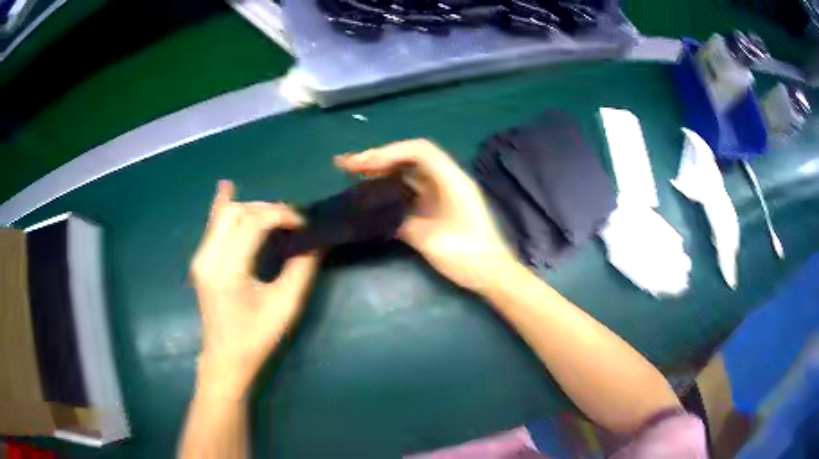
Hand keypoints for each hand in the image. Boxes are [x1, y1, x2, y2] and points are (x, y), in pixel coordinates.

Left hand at [190, 180, 317, 397]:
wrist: (225, 359)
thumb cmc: (256, 338)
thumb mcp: (285, 307)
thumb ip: (301, 269)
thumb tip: (318, 240)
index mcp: (228, 270)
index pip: (253, 223)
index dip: (281, 215)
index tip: (304, 223)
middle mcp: (209, 257)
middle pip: (238, 213)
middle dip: (268, 208)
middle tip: (292, 221)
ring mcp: (201, 258)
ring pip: (224, 215)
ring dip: (251, 207)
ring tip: (274, 213)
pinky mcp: (201, 261)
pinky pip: (213, 225)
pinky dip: (222, 205)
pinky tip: (226, 187)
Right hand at [335, 139, 516, 291]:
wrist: (492, 275)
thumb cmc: (468, 258)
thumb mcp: (432, 241)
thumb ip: (405, 222)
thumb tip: (380, 213)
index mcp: (452, 181)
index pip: (419, 151)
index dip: (388, 152)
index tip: (362, 164)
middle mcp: (447, 180)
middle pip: (410, 158)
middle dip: (378, 158)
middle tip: (345, 164)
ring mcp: (442, 193)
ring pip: (408, 173)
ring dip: (381, 171)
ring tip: (352, 173)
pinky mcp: (437, 206)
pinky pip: (410, 189)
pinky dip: (389, 187)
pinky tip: (371, 192)